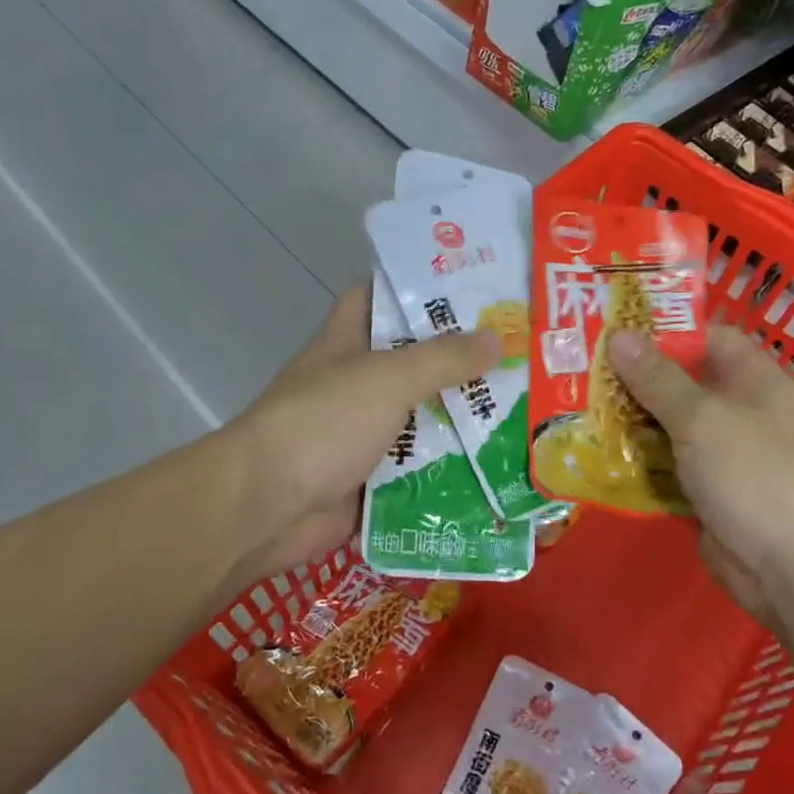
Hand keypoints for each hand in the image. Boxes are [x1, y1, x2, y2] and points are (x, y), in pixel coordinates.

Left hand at [221, 283, 498, 588]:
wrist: (267, 507)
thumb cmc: (323, 422)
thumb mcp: (386, 378)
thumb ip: (442, 358)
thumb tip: (496, 338)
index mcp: (346, 343)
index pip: (378, 297)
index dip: (418, 287)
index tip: (471, 286)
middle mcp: (355, 384)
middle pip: (413, 362)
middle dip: (461, 359)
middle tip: (520, 352)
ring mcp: (362, 434)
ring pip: (421, 419)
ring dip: (463, 420)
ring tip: (526, 409)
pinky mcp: (371, 480)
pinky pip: (419, 470)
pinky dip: (451, 470)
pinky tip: (500, 467)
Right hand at [609, 326, 793, 626]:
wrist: (791, 568)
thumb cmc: (753, 475)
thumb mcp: (701, 418)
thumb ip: (657, 378)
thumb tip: (619, 335)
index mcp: (752, 380)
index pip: (708, 337)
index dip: (666, 332)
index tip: (615, 332)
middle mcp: (738, 411)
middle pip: (680, 383)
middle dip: (633, 379)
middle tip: (580, 372)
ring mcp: (722, 454)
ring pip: (667, 427)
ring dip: (628, 423)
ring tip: (576, 410)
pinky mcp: (706, 490)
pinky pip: (665, 466)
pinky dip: (636, 462)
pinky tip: (595, 456)